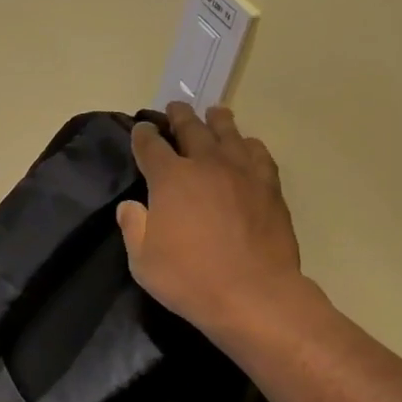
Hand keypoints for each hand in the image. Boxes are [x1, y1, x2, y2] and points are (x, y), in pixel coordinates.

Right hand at [117, 102, 308, 339]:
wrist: (252, 293)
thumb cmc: (188, 278)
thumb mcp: (142, 260)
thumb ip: (134, 227)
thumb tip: (131, 206)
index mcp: (170, 179)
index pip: (151, 147)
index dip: (143, 135)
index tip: (141, 128)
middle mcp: (206, 165)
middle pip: (192, 130)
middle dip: (180, 117)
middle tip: (175, 107)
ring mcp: (242, 174)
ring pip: (229, 135)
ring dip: (218, 121)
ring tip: (215, 112)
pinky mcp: (269, 188)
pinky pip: (259, 155)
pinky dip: (250, 145)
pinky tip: (248, 145)